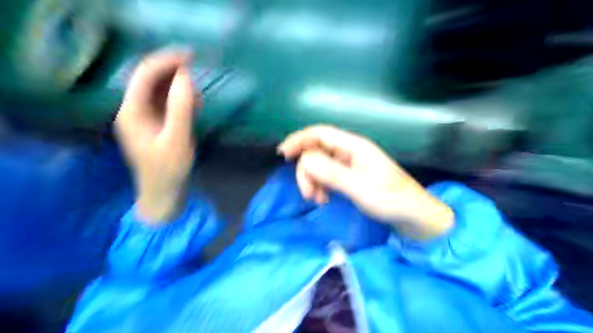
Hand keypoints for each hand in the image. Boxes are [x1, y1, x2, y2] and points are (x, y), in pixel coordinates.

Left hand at [115, 51, 199, 223]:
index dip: (166, 61)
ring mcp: (144, 118)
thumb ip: (181, 108)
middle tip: (197, 66)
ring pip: (158, 90)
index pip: (145, 75)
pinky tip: (194, 104)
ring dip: (177, 84)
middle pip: (150, 79)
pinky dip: (179, 98)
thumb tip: (186, 78)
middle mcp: (133, 110)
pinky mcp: (155, 125)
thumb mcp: (178, 140)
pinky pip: (165, 103)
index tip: (190, 56)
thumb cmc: (168, 170)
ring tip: (197, 91)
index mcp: (132, 112)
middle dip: (172, 70)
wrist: (163, 194)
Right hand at [278, 125, 454, 238]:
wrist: (413, 215)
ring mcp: (350, 164)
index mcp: (354, 146)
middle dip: (307, 171)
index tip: (282, 155)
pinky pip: (327, 175)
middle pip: (316, 151)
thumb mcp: (360, 188)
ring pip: (320, 165)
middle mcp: (350, 151)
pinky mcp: (350, 176)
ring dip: (313, 180)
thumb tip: (305, 160)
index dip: (299, 140)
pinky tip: (324, 199)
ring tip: (318, 200)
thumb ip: (332, 173)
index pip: (320, 133)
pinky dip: (321, 185)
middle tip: (308, 195)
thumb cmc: (391, 199)